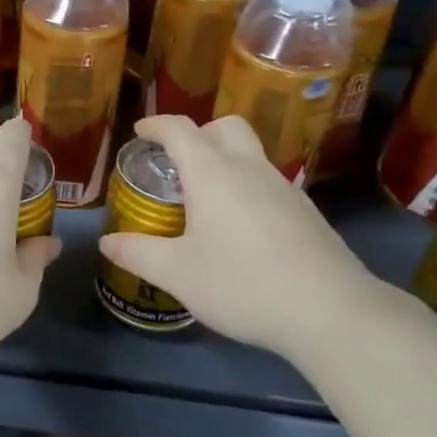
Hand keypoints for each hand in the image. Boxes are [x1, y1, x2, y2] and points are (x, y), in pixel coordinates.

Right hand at [97, 115, 381, 356]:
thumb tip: (107, 242)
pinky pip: (269, 182)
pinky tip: (242, 229)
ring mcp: (284, 188)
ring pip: (251, 154)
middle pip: (225, 127)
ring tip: (206, 199)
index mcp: (213, 173)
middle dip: (198, 133)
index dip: (156, 125)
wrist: (330, 311)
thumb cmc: (242, 284)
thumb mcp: (178, 274)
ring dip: (225, 161)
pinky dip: (248, 187)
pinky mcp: (306, 212)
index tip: (140, 131)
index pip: (180, 129)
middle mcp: (250, 168)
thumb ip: (138, 254)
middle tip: (179, 162)